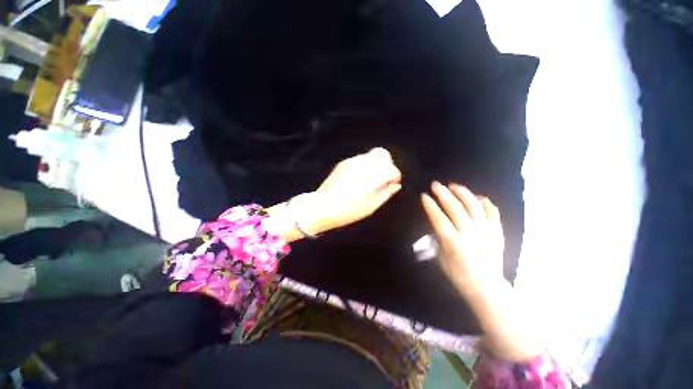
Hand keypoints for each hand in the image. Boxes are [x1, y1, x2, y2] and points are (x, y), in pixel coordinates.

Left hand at [293, 148, 401, 234]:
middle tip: (384, 178)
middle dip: (387, 165)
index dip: (395, 176)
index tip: (393, 183)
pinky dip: (365, 166)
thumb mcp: (370, 207)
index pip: (391, 169)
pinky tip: (360, 179)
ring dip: (376, 165)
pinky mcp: (344, 163)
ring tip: (371, 179)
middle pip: (383, 154)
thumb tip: (395, 186)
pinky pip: (361, 159)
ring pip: (371, 155)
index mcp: (371, 178)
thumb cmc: (347, 211)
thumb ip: (385, 194)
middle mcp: (362, 166)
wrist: (322, 206)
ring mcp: (352, 162)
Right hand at [421, 182, 503, 294]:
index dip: (430, 206)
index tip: (424, 196)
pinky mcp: (497, 232)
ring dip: (462, 193)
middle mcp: (470, 234)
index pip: (439, 219)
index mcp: (454, 243)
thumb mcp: (441, 258)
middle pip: (456, 208)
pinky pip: (492, 212)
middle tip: (435, 185)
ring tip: (453, 185)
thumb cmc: (459, 275)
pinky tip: (477, 196)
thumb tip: (436, 224)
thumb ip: (438, 239)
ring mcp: (486, 232)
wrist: (487, 287)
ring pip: (474, 206)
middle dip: (443, 194)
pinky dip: (484, 202)